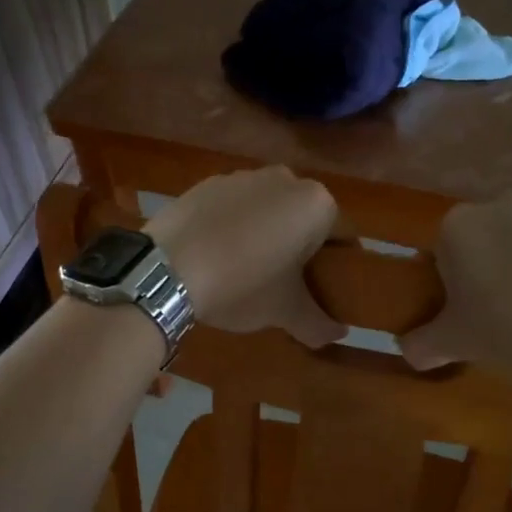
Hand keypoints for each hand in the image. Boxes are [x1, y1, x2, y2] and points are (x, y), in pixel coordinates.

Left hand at [147, 168, 346, 347]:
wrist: (167, 268)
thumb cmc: (242, 284)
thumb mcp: (285, 311)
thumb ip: (318, 323)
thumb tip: (337, 334)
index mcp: (316, 204)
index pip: (343, 237)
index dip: (338, 267)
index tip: (325, 290)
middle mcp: (285, 179)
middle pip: (303, 219)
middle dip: (300, 248)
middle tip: (286, 284)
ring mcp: (242, 176)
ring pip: (267, 210)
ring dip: (265, 234)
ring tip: (246, 270)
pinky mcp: (206, 183)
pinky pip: (233, 208)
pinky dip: (232, 227)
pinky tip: (216, 255)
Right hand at [400, 194, 511, 374]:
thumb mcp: (455, 343)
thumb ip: (422, 345)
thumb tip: (408, 351)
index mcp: (458, 225)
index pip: (439, 254)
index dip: (447, 287)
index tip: (462, 315)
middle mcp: (500, 205)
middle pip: (481, 243)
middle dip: (484, 273)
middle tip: (495, 318)